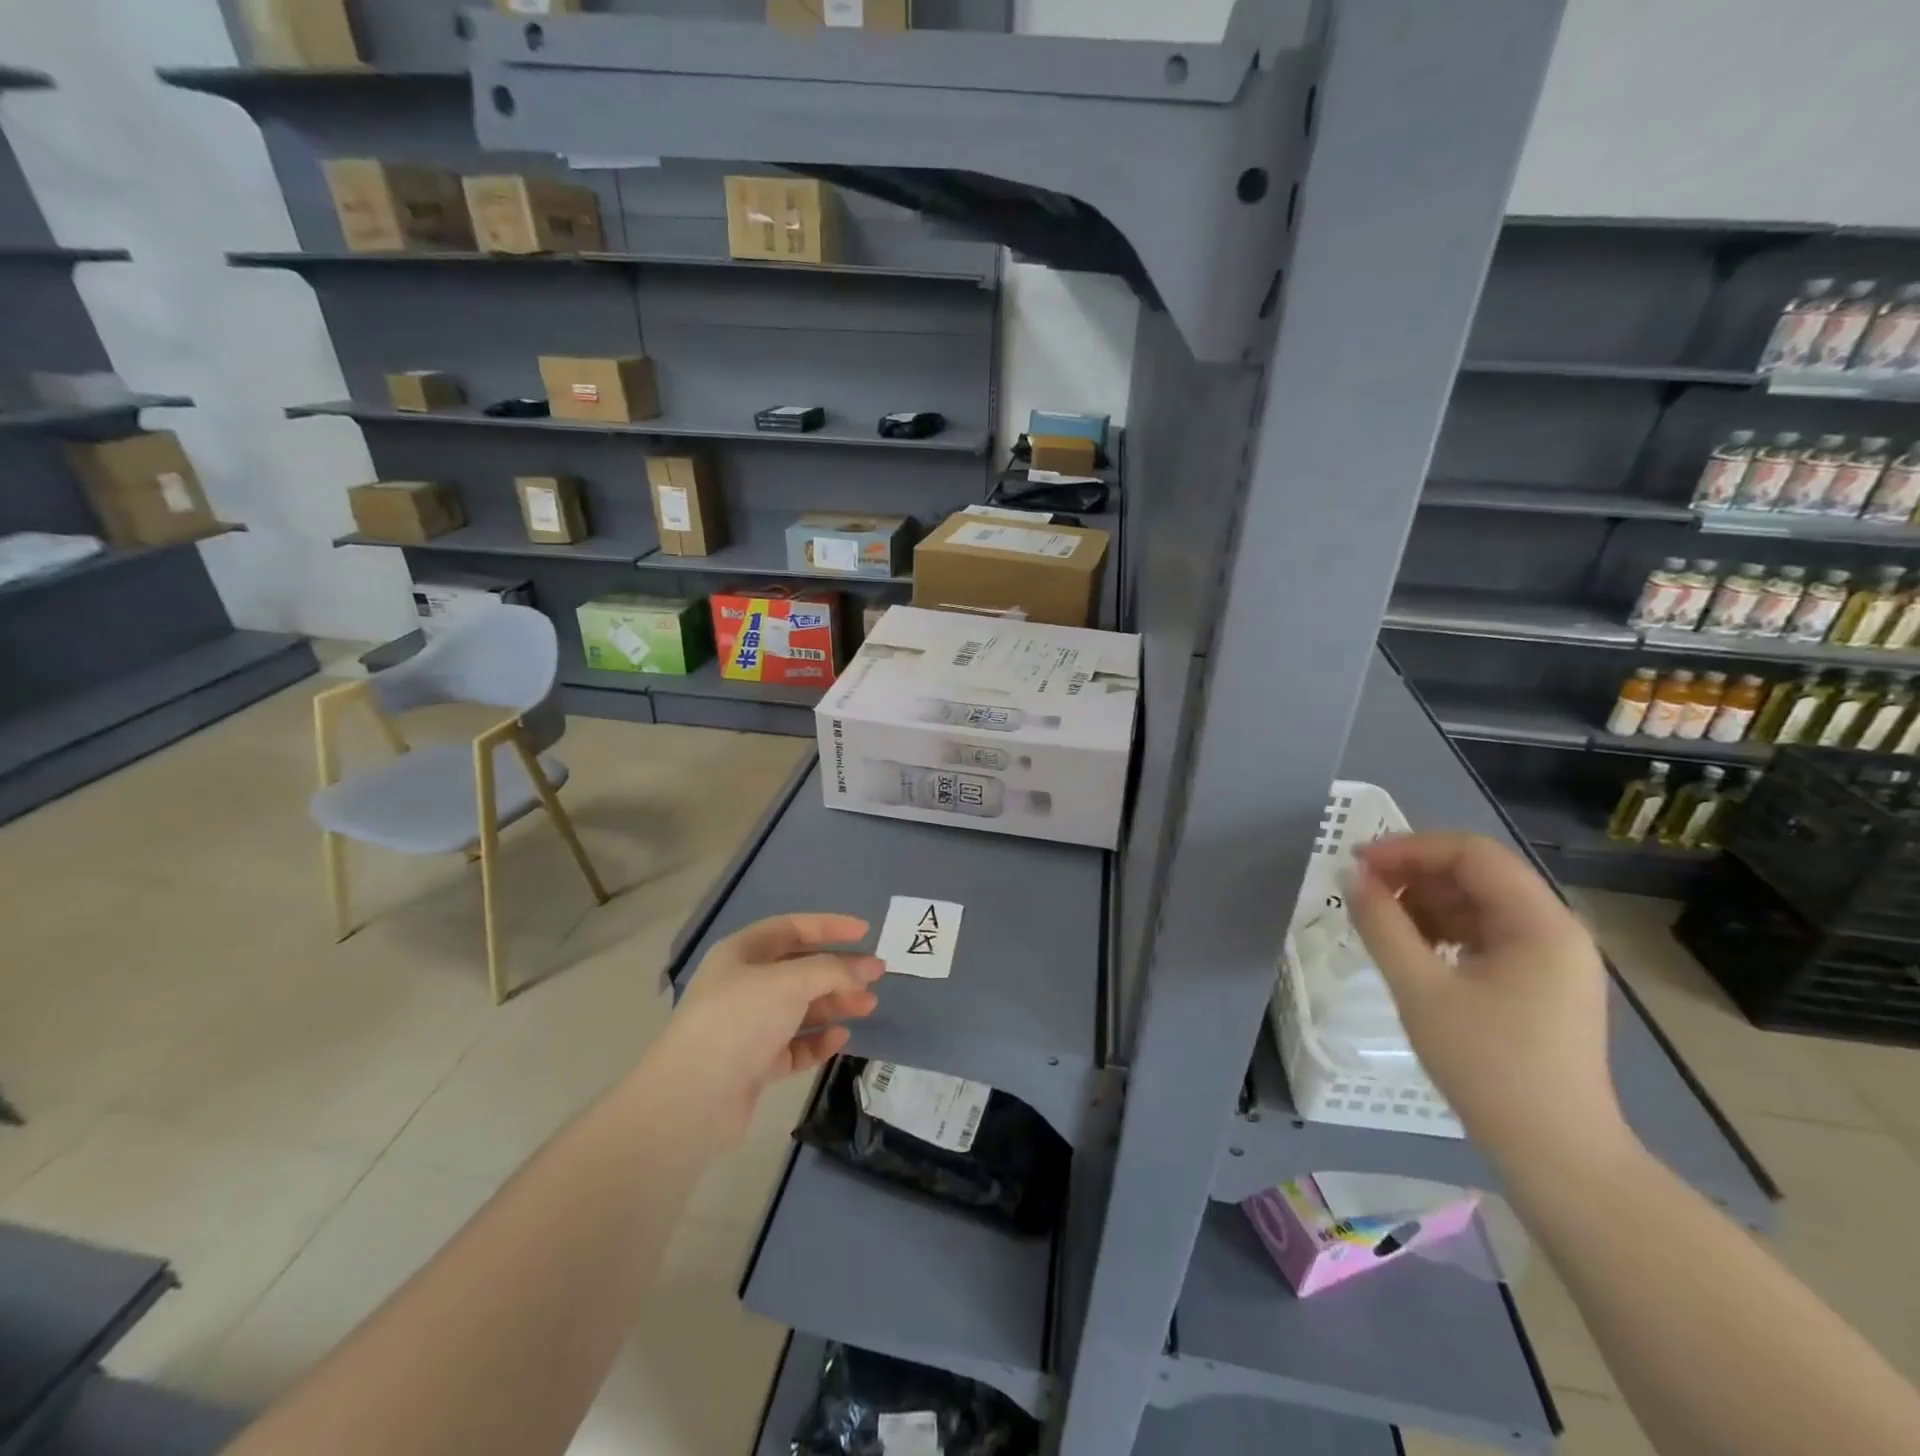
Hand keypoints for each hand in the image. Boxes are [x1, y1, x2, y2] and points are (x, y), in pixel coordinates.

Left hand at [650, 913, 883, 1142]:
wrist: (694, 1097)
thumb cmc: (741, 1019)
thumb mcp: (791, 981)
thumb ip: (834, 970)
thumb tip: (868, 970)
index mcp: (742, 953)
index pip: (792, 928)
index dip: (829, 926)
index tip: (866, 932)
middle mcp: (743, 984)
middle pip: (800, 969)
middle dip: (839, 971)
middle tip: (876, 976)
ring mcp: (747, 1026)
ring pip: (800, 1008)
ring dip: (834, 1004)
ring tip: (868, 1007)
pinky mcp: (753, 1064)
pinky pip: (793, 1045)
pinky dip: (817, 1040)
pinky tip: (840, 1038)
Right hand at [1345, 833, 1631, 1171]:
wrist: (1557, 1155)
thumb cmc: (1489, 1068)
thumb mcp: (1421, 991)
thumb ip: (1382, 926)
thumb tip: (1352, 878)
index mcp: (1540, 924)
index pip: (1472, 854)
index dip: (1410, 849)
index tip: (1357, 863)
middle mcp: (1555, 929)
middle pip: (1477, 874)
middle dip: (1414, 874)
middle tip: (1361, 892)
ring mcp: (1552, 958)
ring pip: (1478, 903)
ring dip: (1425, 903)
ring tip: (1379, 923)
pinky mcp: (1540, 982)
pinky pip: (1485, 933)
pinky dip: (1443, 930)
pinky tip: (1411, 950)